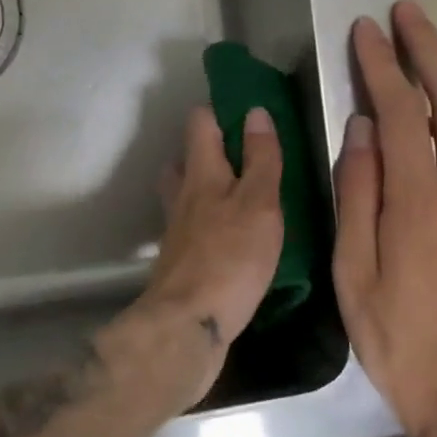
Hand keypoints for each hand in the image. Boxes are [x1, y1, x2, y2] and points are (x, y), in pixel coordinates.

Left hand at [131, 105, 284, 409]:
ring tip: (239, 194)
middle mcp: (182, 195)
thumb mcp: (259, 203)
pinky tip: (230, 238)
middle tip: (242, 155)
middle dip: (208, 150)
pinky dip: (207, 223)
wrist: (187, 326)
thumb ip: (260, 159)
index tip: (245, 109)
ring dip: (205, 187)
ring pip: (185, 194)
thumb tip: (255, 112)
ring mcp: (176, 230)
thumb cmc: (230, 258)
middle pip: (185, 158)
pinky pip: (192, 227)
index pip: (200, 123)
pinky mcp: (179, 261)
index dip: (218, 110)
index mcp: (201, 172)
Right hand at [334, 1, 436, 436]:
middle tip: (405, 12)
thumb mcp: (354, 273)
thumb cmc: (398, 340)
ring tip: (425, 44)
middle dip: (428, 49)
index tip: (365, 30)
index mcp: (421, 203)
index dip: (382, 66)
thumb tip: (361, 129)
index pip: (403, 113)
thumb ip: (358, 194)